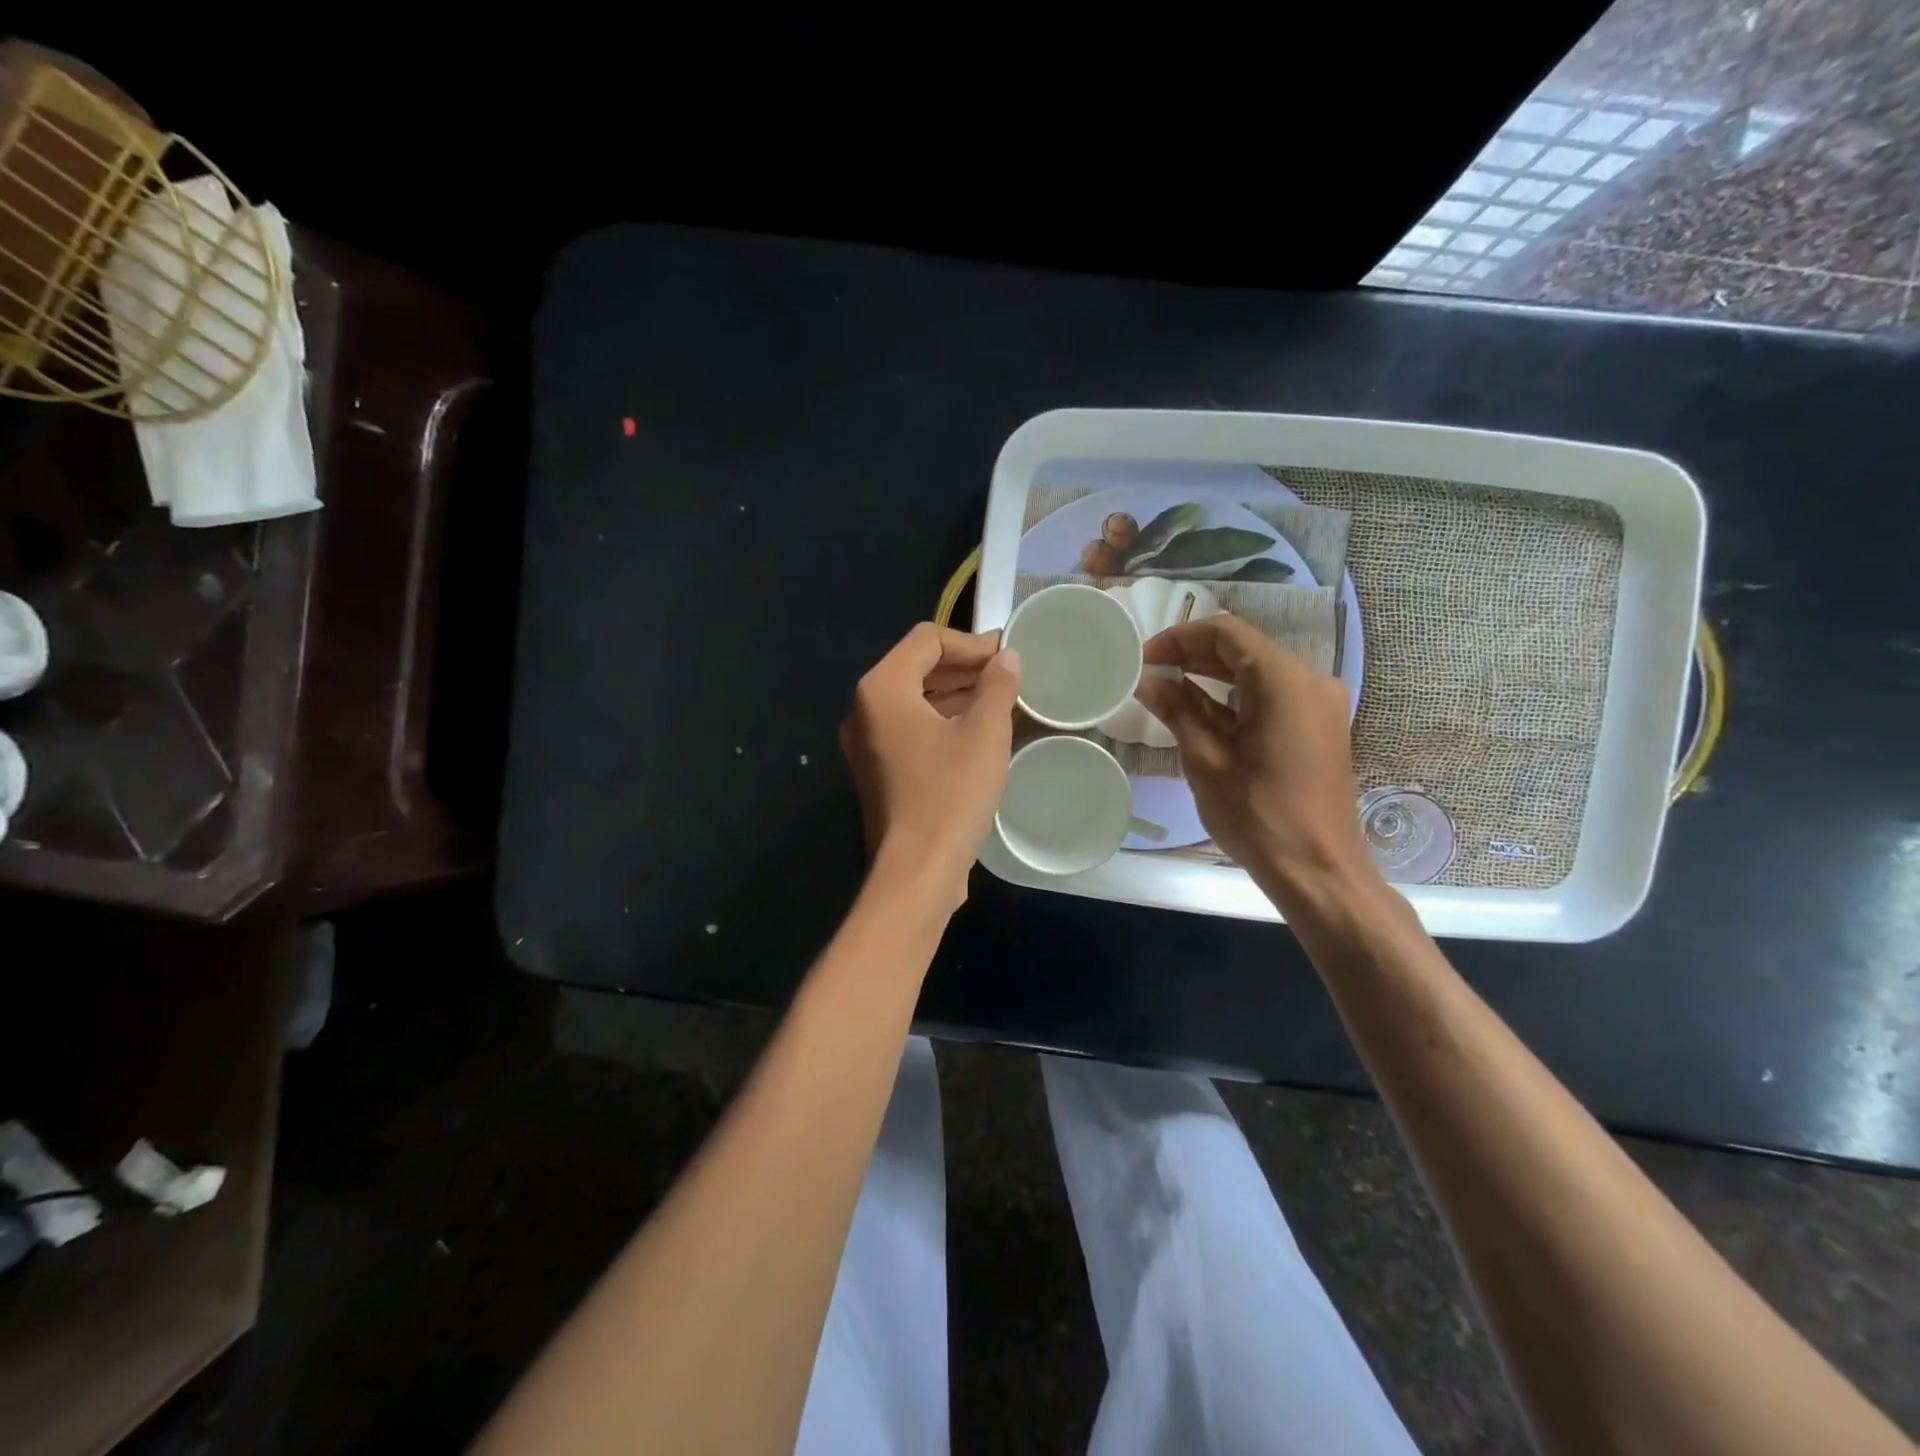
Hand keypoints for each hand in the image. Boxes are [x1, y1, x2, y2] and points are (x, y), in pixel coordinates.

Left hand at [839, 623, 1021, 911]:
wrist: (917, 870)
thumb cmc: (950, 794)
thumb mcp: (984, 733)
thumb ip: (997, 686)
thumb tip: (1007, 657)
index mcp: (882, 689)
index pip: (927, 640)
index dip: (972, 642)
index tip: (1008, 657)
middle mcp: (865, 709)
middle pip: (917, 666)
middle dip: (964, 667)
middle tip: (1008, 675)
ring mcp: (868, 742)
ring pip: (914, 699)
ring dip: (956, 694)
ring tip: (1001, 701)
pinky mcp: (878, 770)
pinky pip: (911, 729)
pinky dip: (943, 721)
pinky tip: (979, 732)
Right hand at [1135, 615, 1376, 897]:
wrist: (1318, 870)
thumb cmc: (1257, 814)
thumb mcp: (1206, 760)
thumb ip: (1178, 711)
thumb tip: (1149, 683)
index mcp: (1284, 680)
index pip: (1226, 633)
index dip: (1179, 638)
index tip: (1144, 658)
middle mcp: (1309, 680)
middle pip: (1244, 649)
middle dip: (1194, 655)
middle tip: (1150, 672)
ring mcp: (1318, 704)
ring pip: (1257, 672)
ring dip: (1212, 676)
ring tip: (1167, 689)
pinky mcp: (1317, 727)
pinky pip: (1272, 697)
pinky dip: (1236, 698)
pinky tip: (1200, 710)